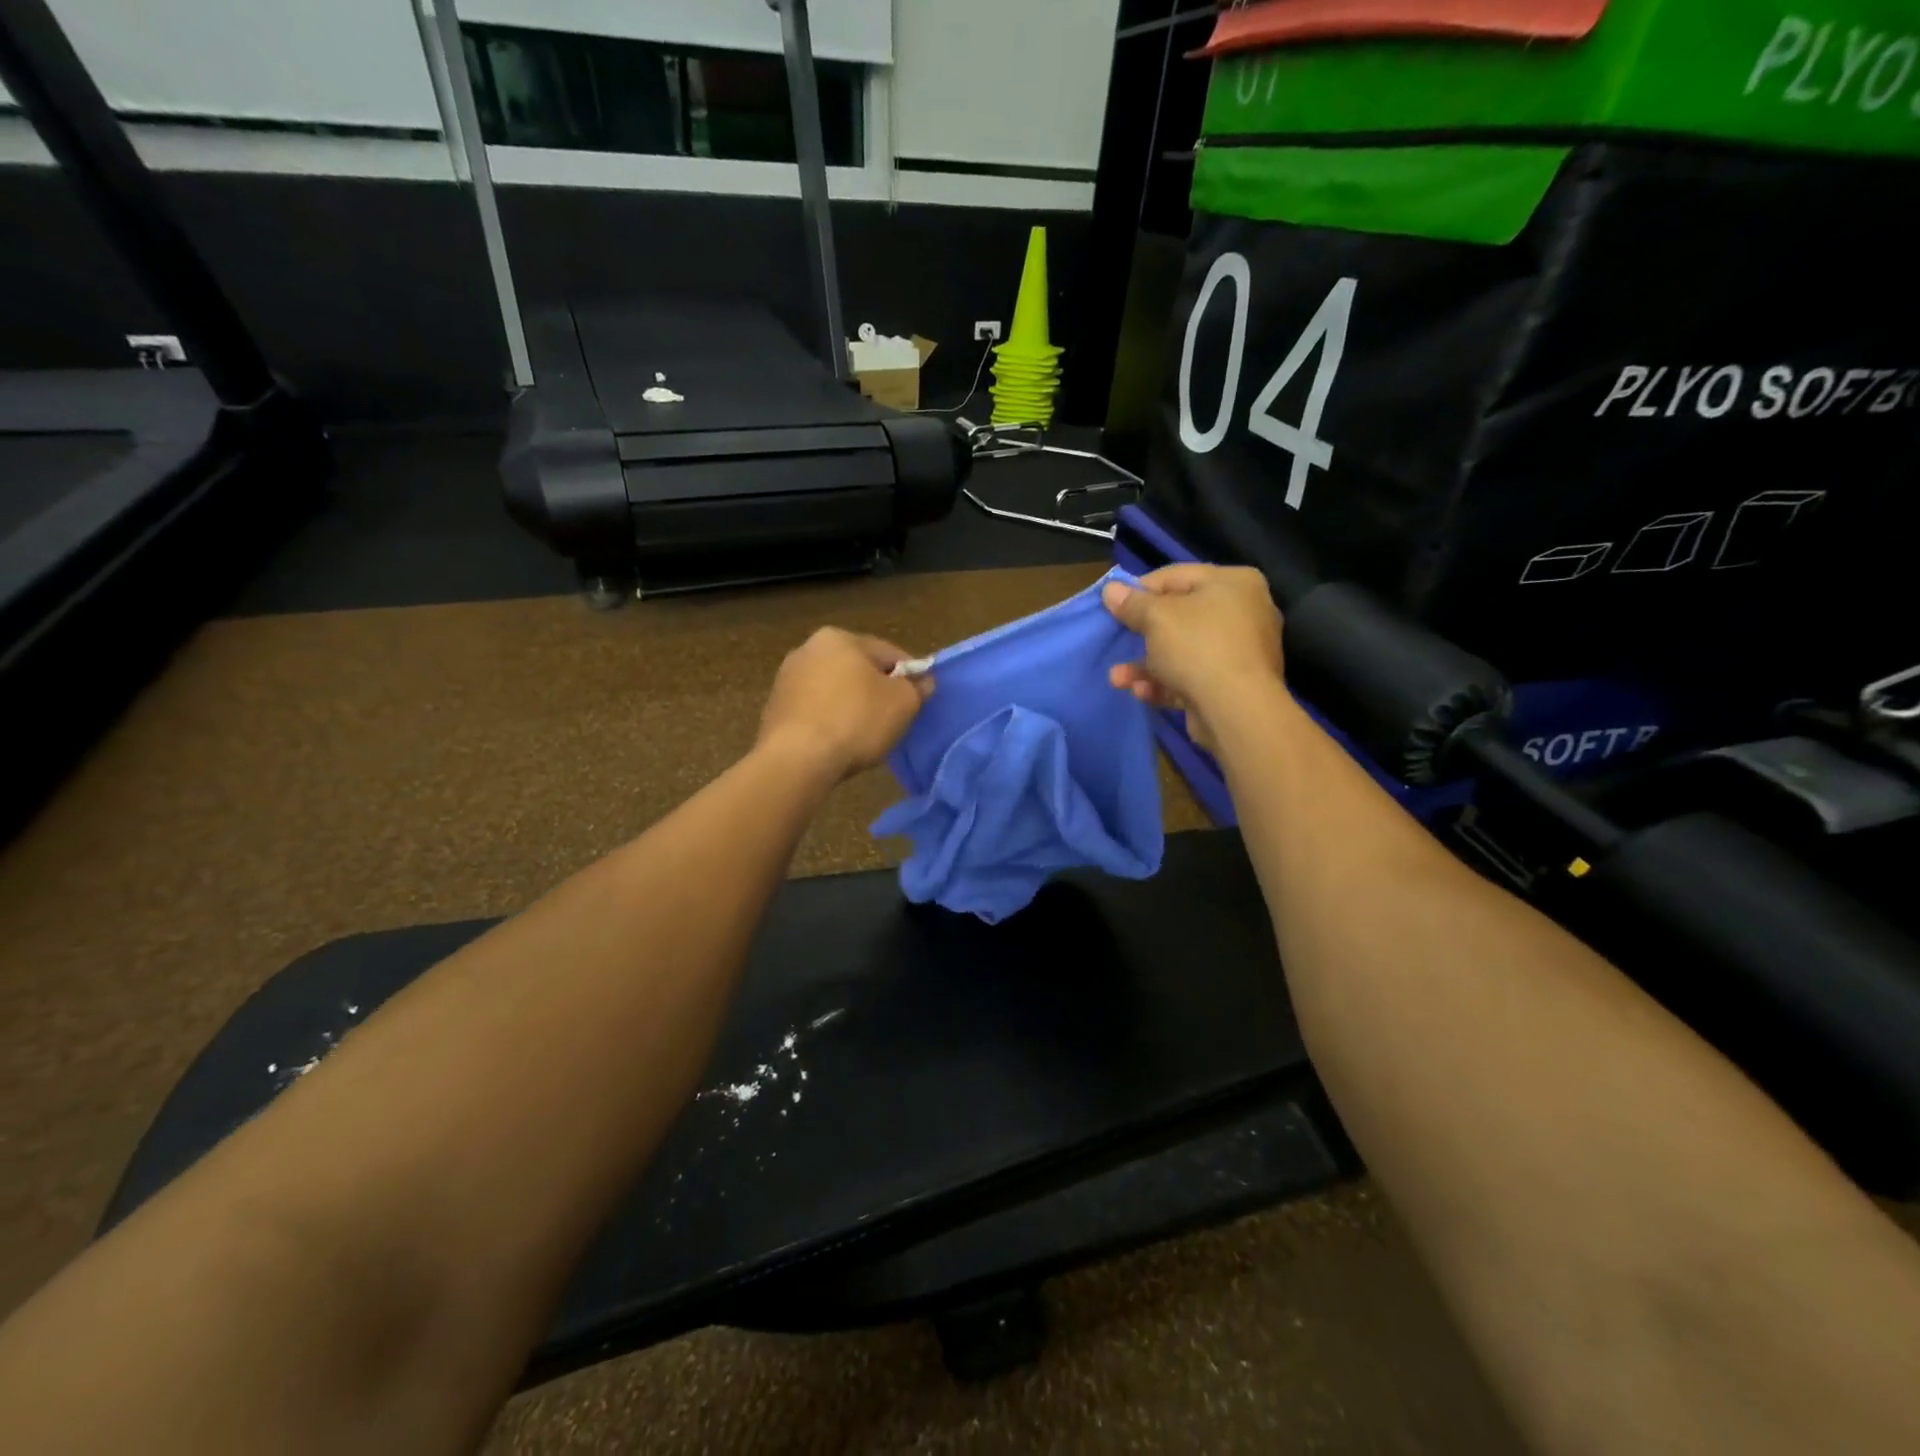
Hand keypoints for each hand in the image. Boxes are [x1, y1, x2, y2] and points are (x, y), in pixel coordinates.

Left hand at [758, 628, 932, 781]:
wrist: (797, 760)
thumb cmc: (856, 722)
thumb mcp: (903, 703)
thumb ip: (917, 688)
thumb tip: (923, 681)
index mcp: (839, 638)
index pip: (888, 653)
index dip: (910, 675)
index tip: (919, 699)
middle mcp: (808, 649)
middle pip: (858, 668)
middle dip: (877, 690)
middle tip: (894, 718)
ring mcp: (786, 678)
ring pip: (834, 689)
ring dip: (851, 705)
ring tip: (865, 734)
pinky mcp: (774, 708)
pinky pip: (815, 710)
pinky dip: (829, 720)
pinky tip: (839, 742)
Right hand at [1102, 565, 1282, 748]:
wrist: (1237, 710)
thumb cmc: (1198, 647)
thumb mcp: (1157, 618)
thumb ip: (1132, 603)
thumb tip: (1110, 590)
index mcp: (1233, 583)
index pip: (1176, 576)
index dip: (1140, 589)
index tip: (1113, 606)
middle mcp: (1243, 612)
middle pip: (1179, 616)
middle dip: (1141, 634)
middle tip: (1116, 640)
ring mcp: (1240, 652)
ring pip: (1182, 651)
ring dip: (1146, 665)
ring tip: (1117, 678)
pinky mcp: (1233, 686)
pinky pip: (1192, 677)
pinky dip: (1166, 683)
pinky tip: (1142, 692)